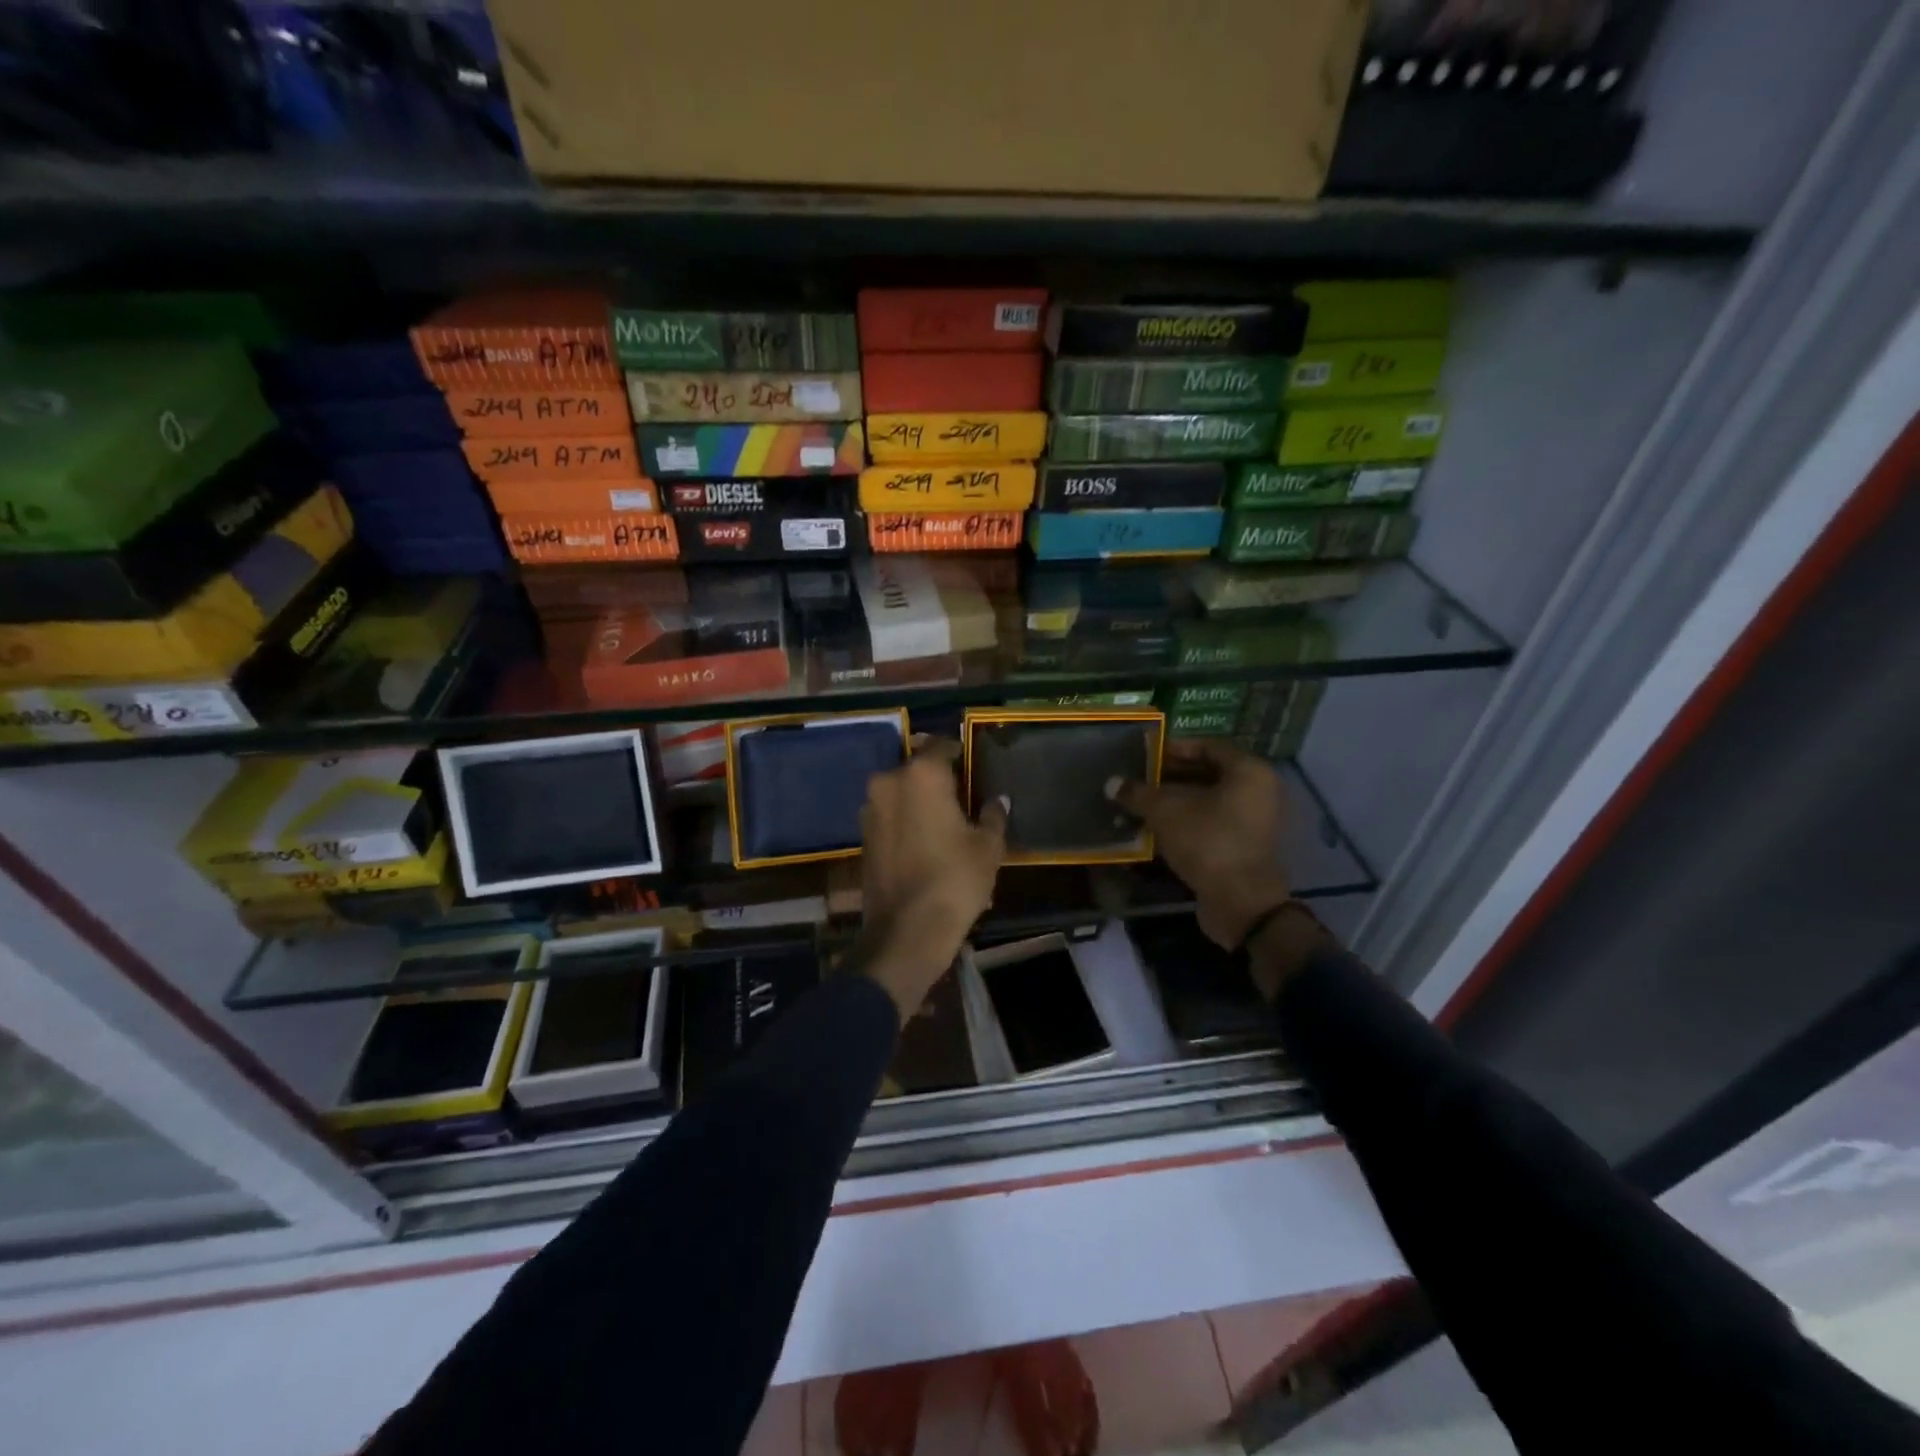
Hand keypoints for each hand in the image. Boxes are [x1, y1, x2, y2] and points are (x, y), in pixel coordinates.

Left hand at [859, 738, 1007, 1019]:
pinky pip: (889, 815)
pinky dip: (905, 820)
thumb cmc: (955, 879)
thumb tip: (998, 800)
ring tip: (944, 819)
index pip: (941, 745)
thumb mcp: (987, 847)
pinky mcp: (862, 836)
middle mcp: (889, 783)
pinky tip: (924, 840)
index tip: (971, 762)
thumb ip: (993, 815)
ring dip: (918, 799)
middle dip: (936, 778)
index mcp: (921, 775)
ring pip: (899, 792)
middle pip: (916, 769)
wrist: (907, 930)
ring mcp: (870, 810)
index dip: (958, 751)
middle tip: (961, 794)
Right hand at [1107, 738, 1291, 948]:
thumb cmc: (1207, 841)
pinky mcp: (1244, 847)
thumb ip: (1138, 793)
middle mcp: (1258, 791)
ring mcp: (1253, 821)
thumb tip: (1111, 783)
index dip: (1174, 748)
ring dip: (1174, 802)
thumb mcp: (1165, 812)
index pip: (1207, 746)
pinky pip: (1211, 824)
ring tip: (1140, 805)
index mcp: (1248, 771)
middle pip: (1207, 774)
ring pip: (1207, 802)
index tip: (1145, 755)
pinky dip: (1185, 823)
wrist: (1241, 902)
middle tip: (1138, 780)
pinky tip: (1155, 828)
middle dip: (1170, 777)